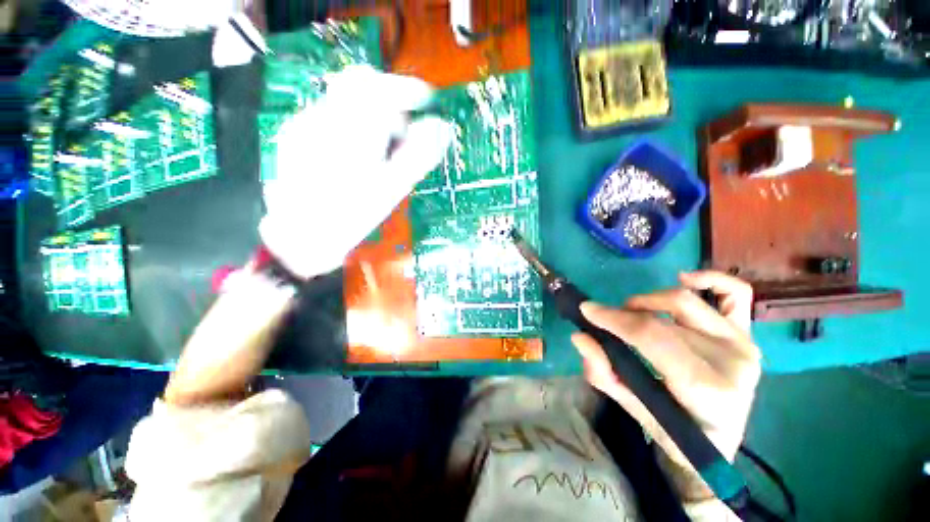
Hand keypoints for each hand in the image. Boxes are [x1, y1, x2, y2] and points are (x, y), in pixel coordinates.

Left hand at [259, 66, 452, 278]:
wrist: (300, 238)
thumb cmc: (351, 217)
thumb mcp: (392, 188)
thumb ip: (418, 155)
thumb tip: (441, 127)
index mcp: (351, 129)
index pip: (380, 86)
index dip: (407, 90)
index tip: (425, 102)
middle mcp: (324, 117)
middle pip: (360, 86)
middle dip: (388, 102)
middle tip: (403, 132)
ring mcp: (305, 124)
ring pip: (346, 102)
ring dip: (370, 116)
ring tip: (380, 152)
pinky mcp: (296, 136)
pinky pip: (331, 116)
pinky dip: (352, 126)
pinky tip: (355, 157)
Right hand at [571, 271, 760, 500]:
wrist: (719, 438)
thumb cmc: (676, 430)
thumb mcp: (633, 408)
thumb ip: (604, 373)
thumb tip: (580, 337)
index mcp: (706, 388)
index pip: (652, 337)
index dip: (615, 319)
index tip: (587, 310)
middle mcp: (731, 361)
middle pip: (662, 319)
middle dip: (623, 314)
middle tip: (606, 321)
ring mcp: (741, 343)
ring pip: (684, 300)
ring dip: (648, 301)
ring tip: (633, 312)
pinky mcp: (746, 334)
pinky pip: (736, 293)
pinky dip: (709, 279)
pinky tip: (684, 280)